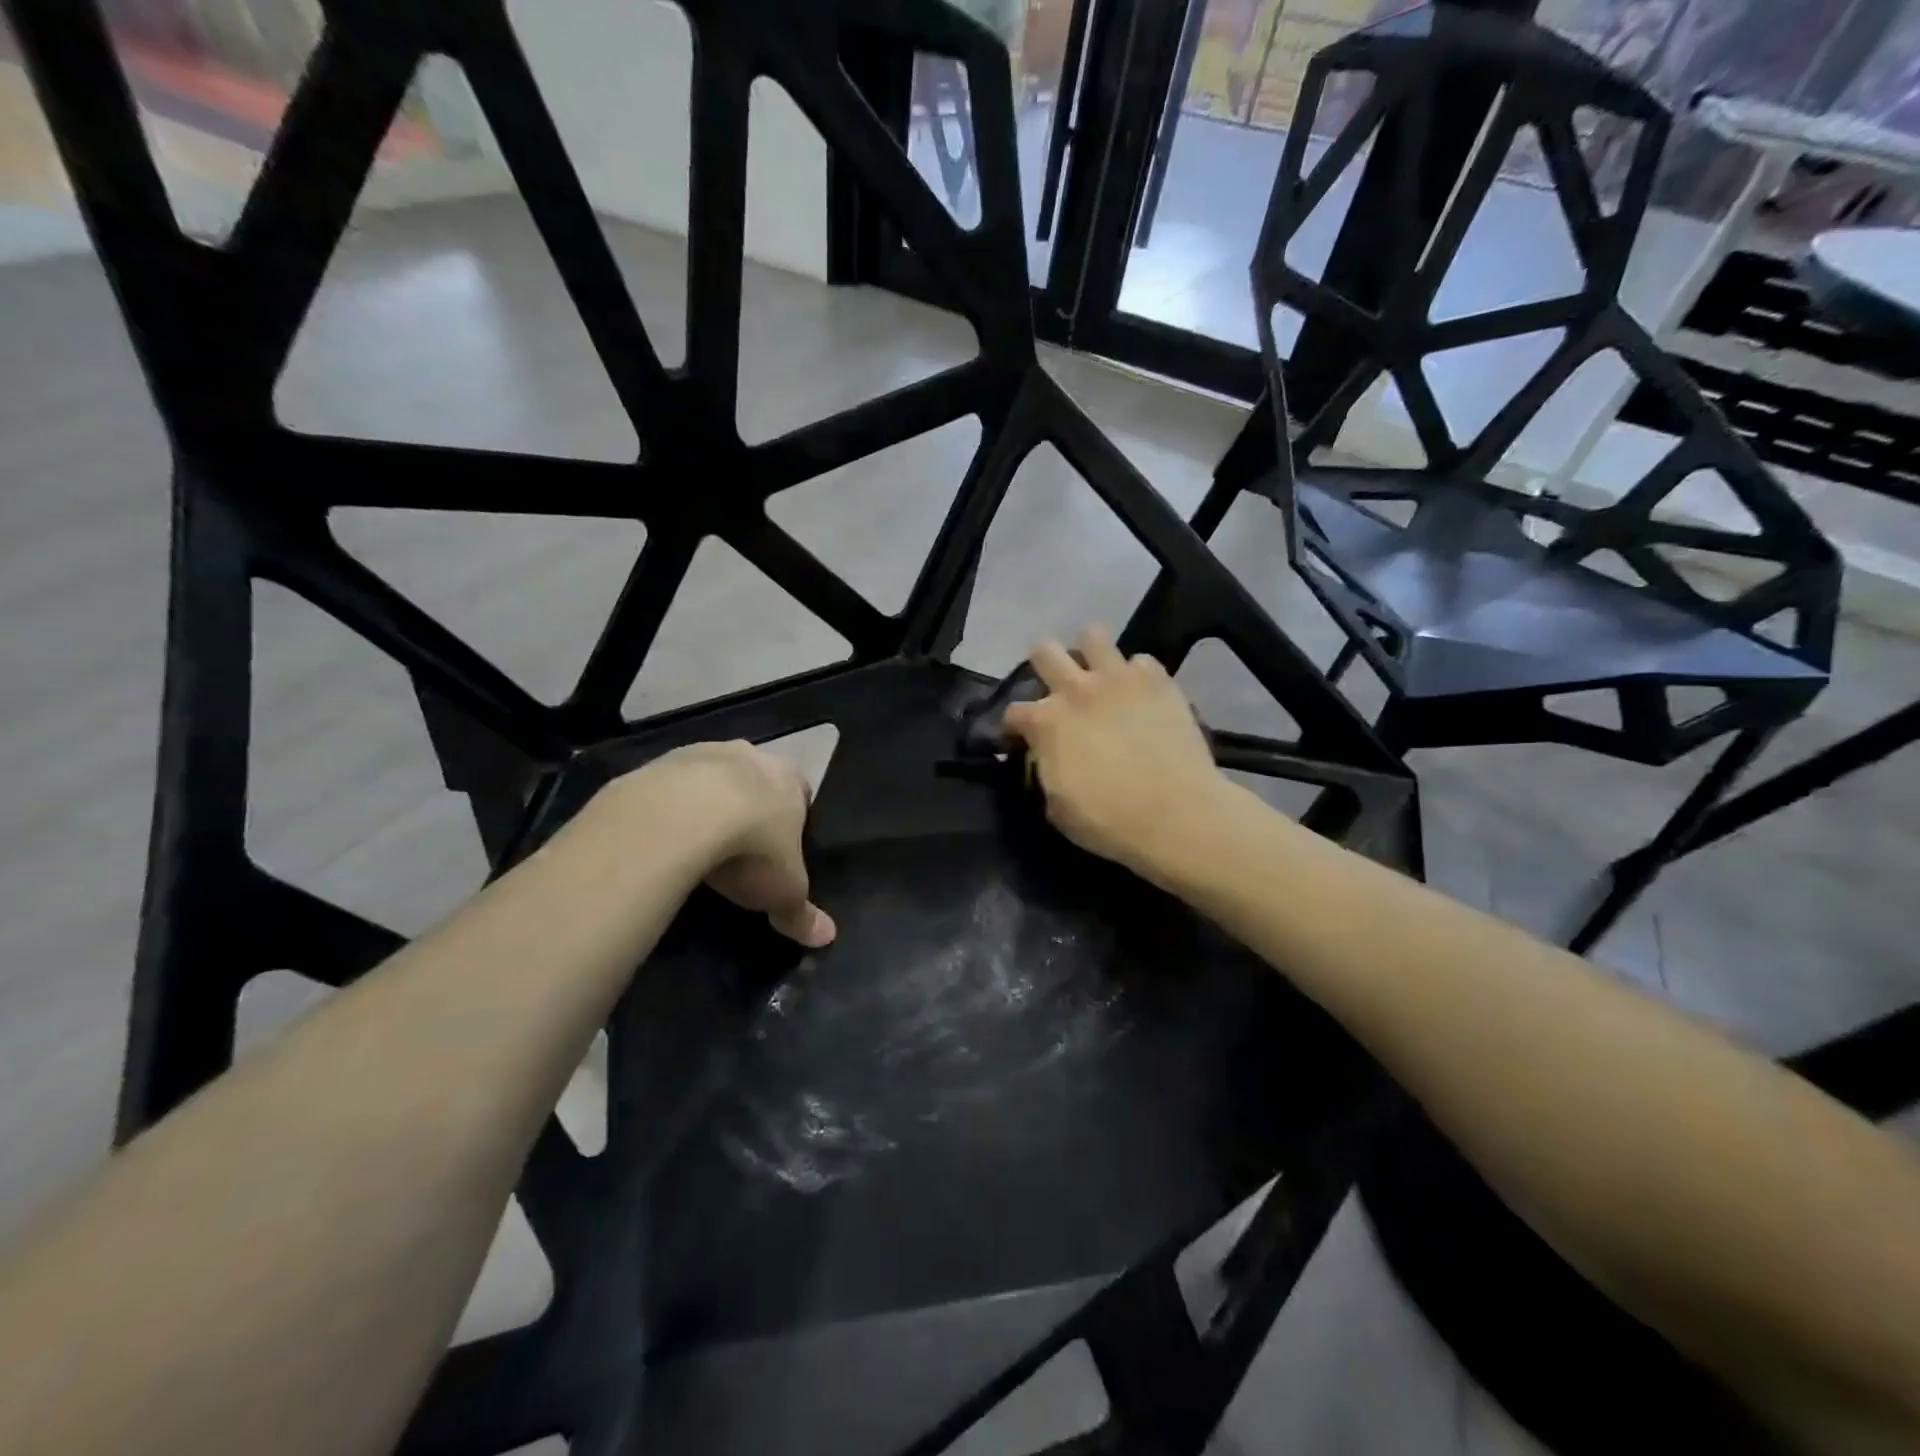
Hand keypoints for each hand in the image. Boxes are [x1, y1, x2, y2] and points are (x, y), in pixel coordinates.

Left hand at [635, 741, 836, 947]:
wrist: (680, 817)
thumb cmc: (752, 847)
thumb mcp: (784, 890)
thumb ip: (803, 912)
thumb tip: (827, 937)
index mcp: (789, 778)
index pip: (801, 791)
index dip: (792, 819)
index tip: (780, 848)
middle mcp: (750, 755)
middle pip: (755, 779)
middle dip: (749, 807)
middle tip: (740, 847)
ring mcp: (701, 753)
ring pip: (710, 778)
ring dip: (706, 803)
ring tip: (697, 846)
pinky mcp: (658, 763)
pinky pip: (669, 787)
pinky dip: (670, 809)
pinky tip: (663, 839)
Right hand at [1002, 626, 1230, 876]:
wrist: (1177, 814)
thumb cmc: (1109, 820)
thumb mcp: (1057, 807)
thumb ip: (1046, 771)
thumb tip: (1047, 758)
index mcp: (1046, 722)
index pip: (1013, 711)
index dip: (1014, 726)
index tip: (1022, 737)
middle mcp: (1076, 689)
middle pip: (1044, 651)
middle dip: (1043, 664)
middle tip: (1056, 686)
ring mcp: (1118, 678)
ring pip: (1093, 635)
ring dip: (1090, 652)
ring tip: (1099, 673)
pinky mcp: (1157, 679)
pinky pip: (1141, 661)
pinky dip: (1137, 676)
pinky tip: (1142, 695)